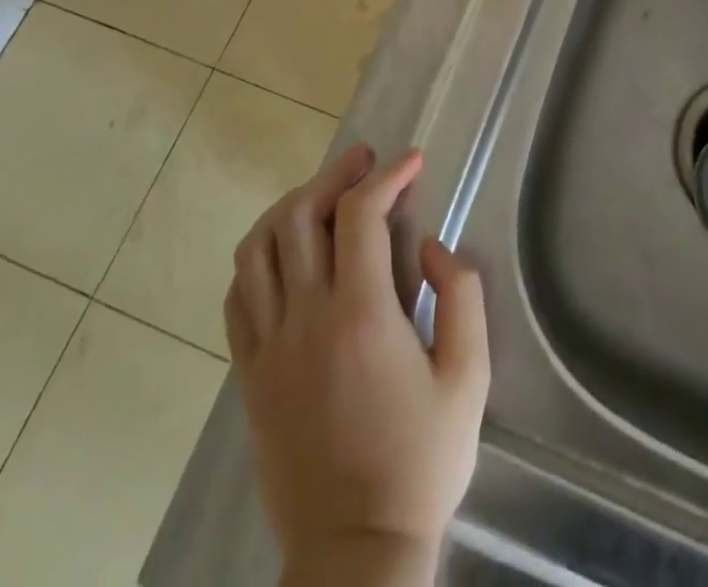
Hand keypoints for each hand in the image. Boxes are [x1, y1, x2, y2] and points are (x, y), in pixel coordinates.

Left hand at [226, 145, 488, 583]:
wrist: (356, 553)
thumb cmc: (420, 462)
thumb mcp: (469, 378)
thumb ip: (460, 296)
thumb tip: (431, 246)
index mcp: (361, 316)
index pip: (360, 215)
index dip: (387, 176)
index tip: (412, 161)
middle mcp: (306, 318)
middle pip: (302, 215)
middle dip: (336, 174)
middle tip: (365, 161)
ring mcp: (269, 346)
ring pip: (259, 247)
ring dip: (291, 206)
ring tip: (322, 194)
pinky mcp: (250, 374)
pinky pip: (238, 295)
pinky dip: (258, 256)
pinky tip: (283, 252)